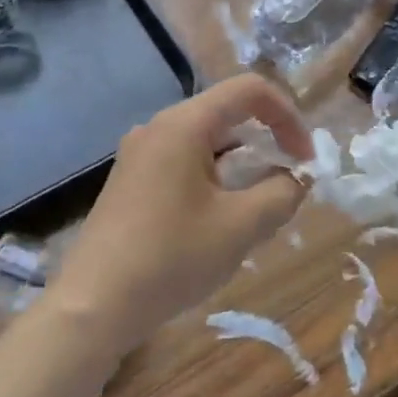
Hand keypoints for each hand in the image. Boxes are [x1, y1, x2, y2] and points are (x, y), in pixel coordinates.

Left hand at [50, 75, 310, 356]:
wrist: (93, 306)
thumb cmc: (171, 258)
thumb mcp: (241, 227)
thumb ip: (282, 193)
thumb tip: (296, 178)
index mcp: (183, 124)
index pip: (249, 90)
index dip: (288, 116)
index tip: (304, 159)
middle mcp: (158, 127)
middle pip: (226, 114)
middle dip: (265, 142)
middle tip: (286, 185)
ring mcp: (139, 154)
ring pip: (205, 141)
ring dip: (240, 164)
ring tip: (255, 209)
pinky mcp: (130, 181)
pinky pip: (183, 162)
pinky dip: (213, 178)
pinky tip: (217, 221)